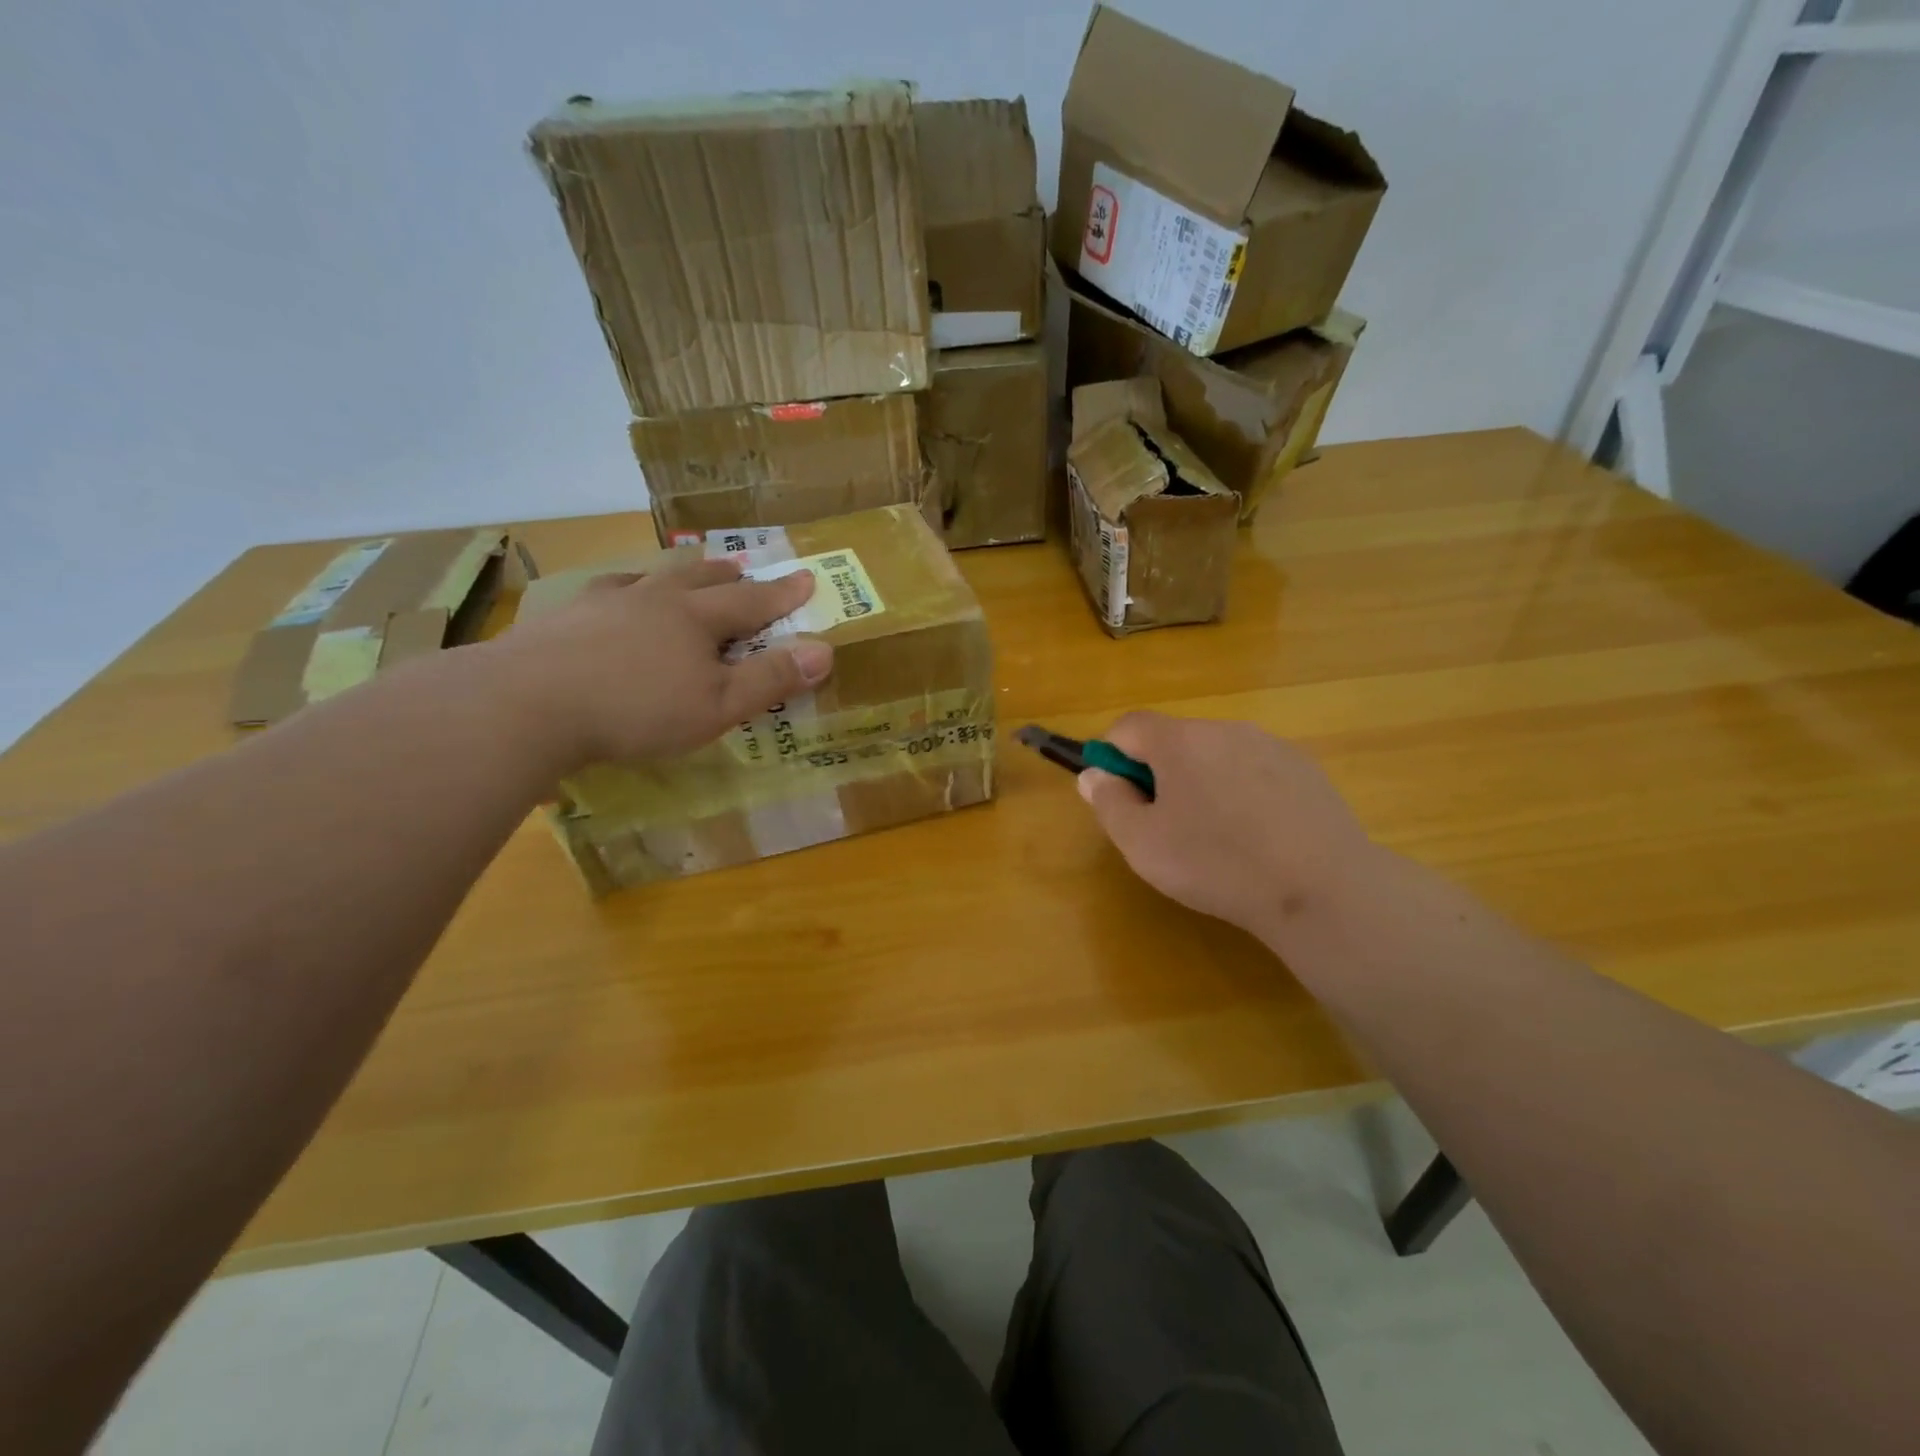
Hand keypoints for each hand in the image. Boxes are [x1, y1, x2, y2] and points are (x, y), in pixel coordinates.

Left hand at [487, 558, 833, 768]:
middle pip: (698, 579)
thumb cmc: (636, 709)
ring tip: (680, 575)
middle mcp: (653, 599)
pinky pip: (602, 594)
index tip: (806, 579)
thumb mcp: (718, 706)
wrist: (527, 704)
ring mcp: (603, 604)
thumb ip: (771, 679)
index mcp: (695, 618)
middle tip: (742, 568)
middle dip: (727, 575)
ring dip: (675, 577)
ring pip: (649, 579)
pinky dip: (621, 592)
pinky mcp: (562, 619)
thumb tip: (825, 651)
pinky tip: (611, 599)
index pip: (751, 601)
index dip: (782, 594)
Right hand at [1075, 712, 1377, 946]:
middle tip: (1166, 825)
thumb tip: (1094, 774)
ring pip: (1216, 755)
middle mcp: (1225, 729)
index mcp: (1180, 740)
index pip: (1128, 726)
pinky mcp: (1306, 769)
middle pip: (1174, 739)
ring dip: (1203, 782)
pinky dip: (1243, 793)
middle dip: (1159, 773)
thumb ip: (1108, 802)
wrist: (1323, 889)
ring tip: (1217, 837)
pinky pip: (1255, 771)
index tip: (1119, 796)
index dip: (1112, 756)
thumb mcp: (1142, 844)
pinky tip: (1258, 837)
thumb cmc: (1217, 864)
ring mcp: (1271, 745)